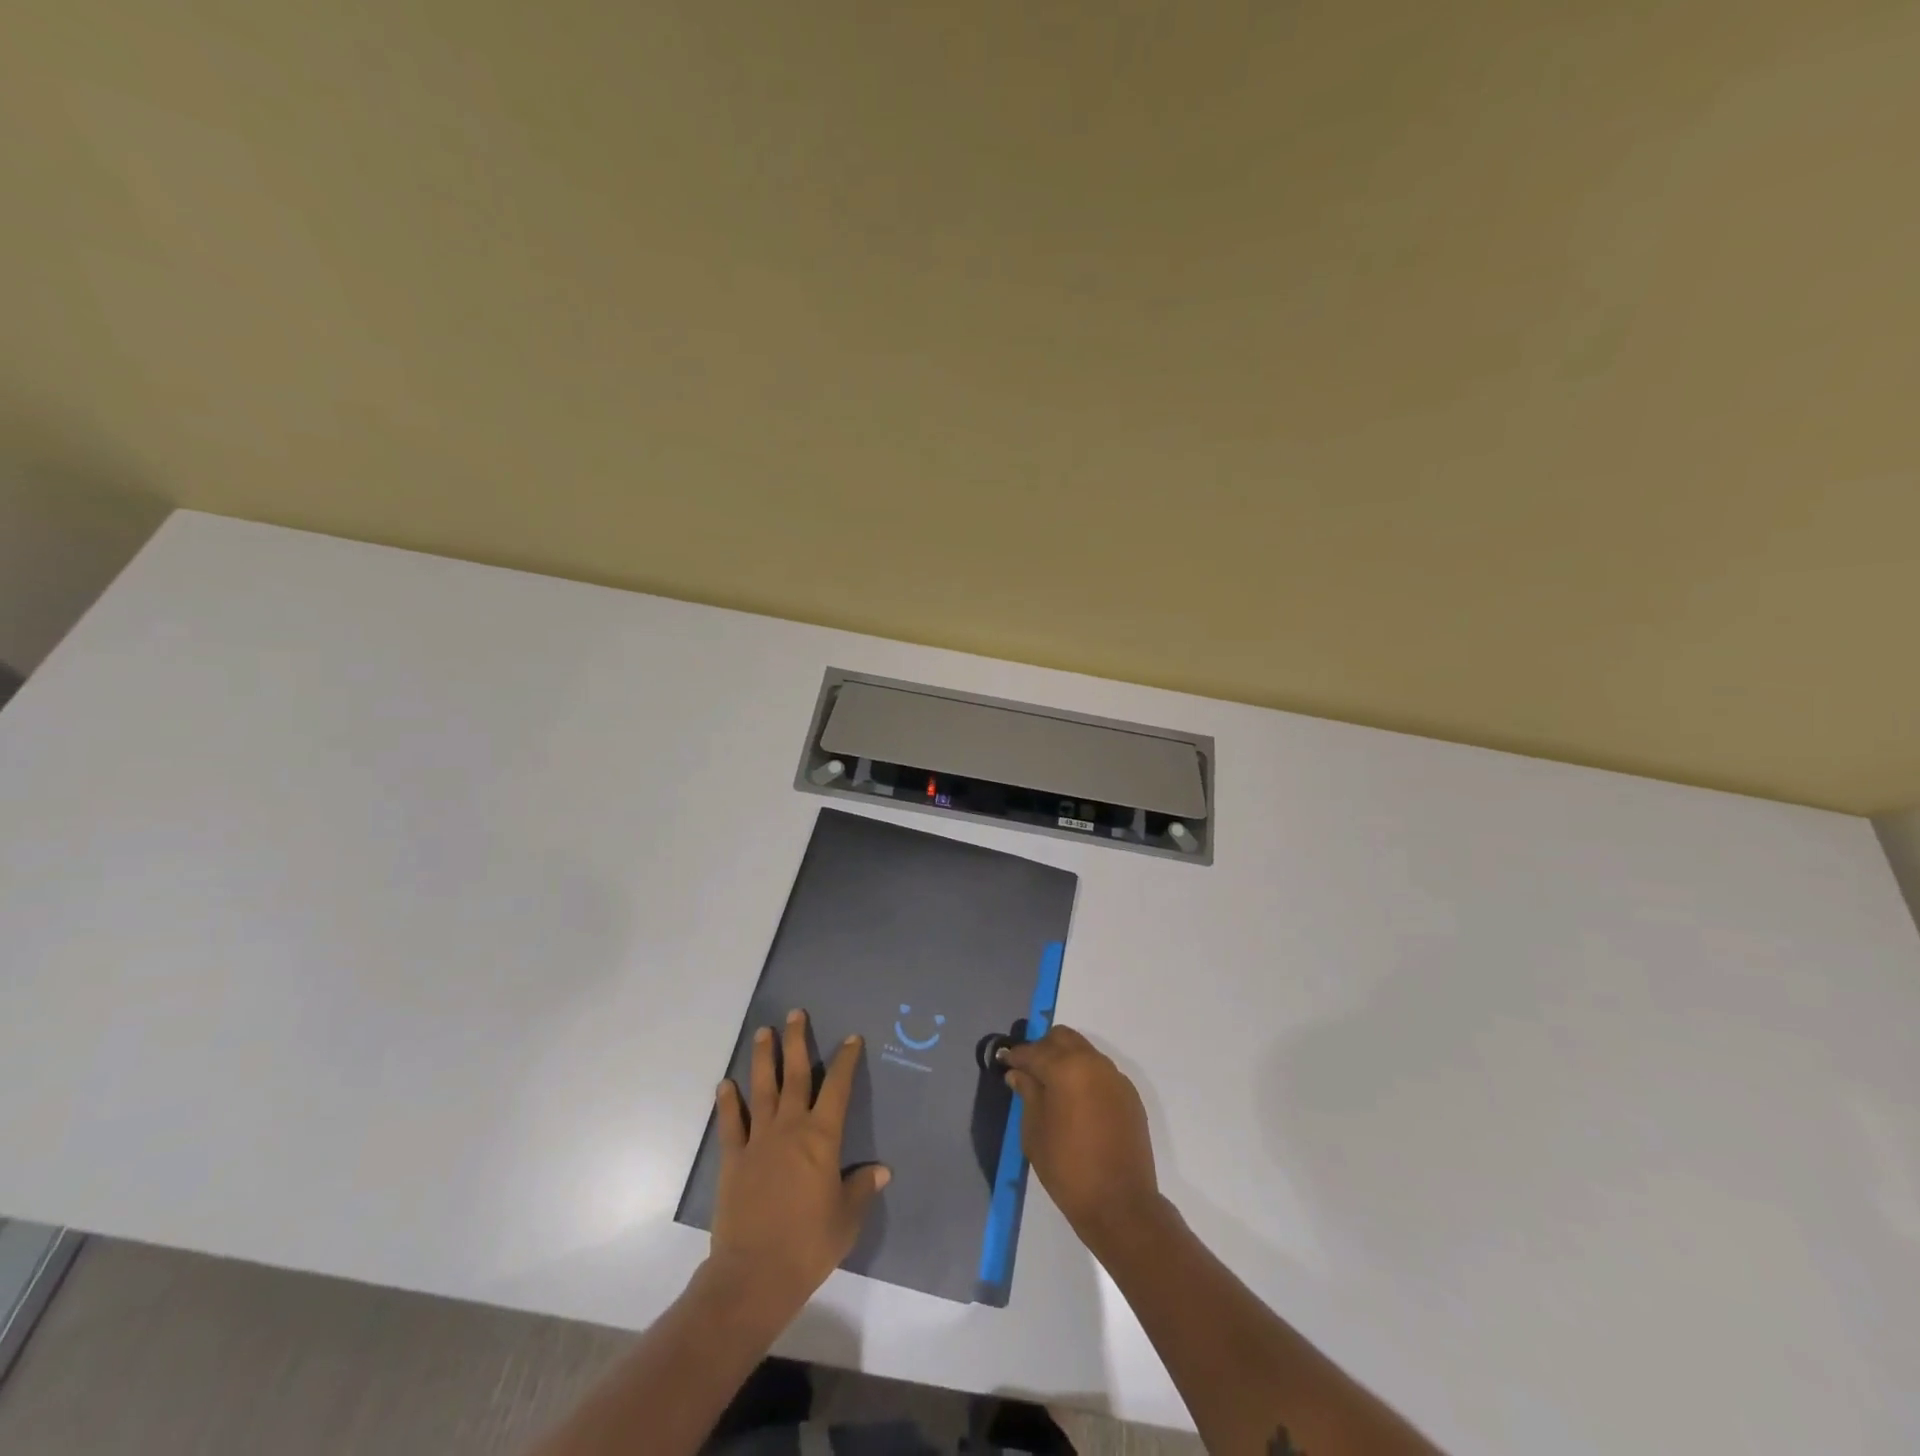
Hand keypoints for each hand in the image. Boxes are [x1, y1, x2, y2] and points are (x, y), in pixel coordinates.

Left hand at [710, 1009, 889, 1325]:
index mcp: (822, 1138)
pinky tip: (726, 1085)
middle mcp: (790, 1128)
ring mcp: (758, 1140)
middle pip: (794, 1075)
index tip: (850, 1038)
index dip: (845, 1060)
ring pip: (761, 1089)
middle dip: (796, 1041)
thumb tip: (880, 1170)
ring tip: (763, 1032)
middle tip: (795, 1013)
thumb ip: (861, 1189)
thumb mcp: (846, 1218)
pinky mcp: (733, 1159)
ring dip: (762, 1058)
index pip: (837, 1087)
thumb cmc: (809, 1244)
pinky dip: (728, 1103)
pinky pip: (731, 1123)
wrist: (754, 1275)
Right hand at [999, 1025, 1164, 1255]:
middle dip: (1043, 1048)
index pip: (1033, 1051)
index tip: (1003, 1062)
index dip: (1015, 1056)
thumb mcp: (1034, 1132)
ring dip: (1065, 1060)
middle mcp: (1093, 1063)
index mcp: (1066, 1068)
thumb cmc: (1068, 1168)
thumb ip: (1027, 1094)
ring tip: (1052, 1087)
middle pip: (1063, 1038)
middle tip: (1029, 1071)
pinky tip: (1077, 1102)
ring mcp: (1115, 1077)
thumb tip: (1019, 1073)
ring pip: (1084, 1051)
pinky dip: (1085, 1076)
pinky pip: (1101, 1072)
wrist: (1121, 1204)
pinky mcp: (1129, 1095)